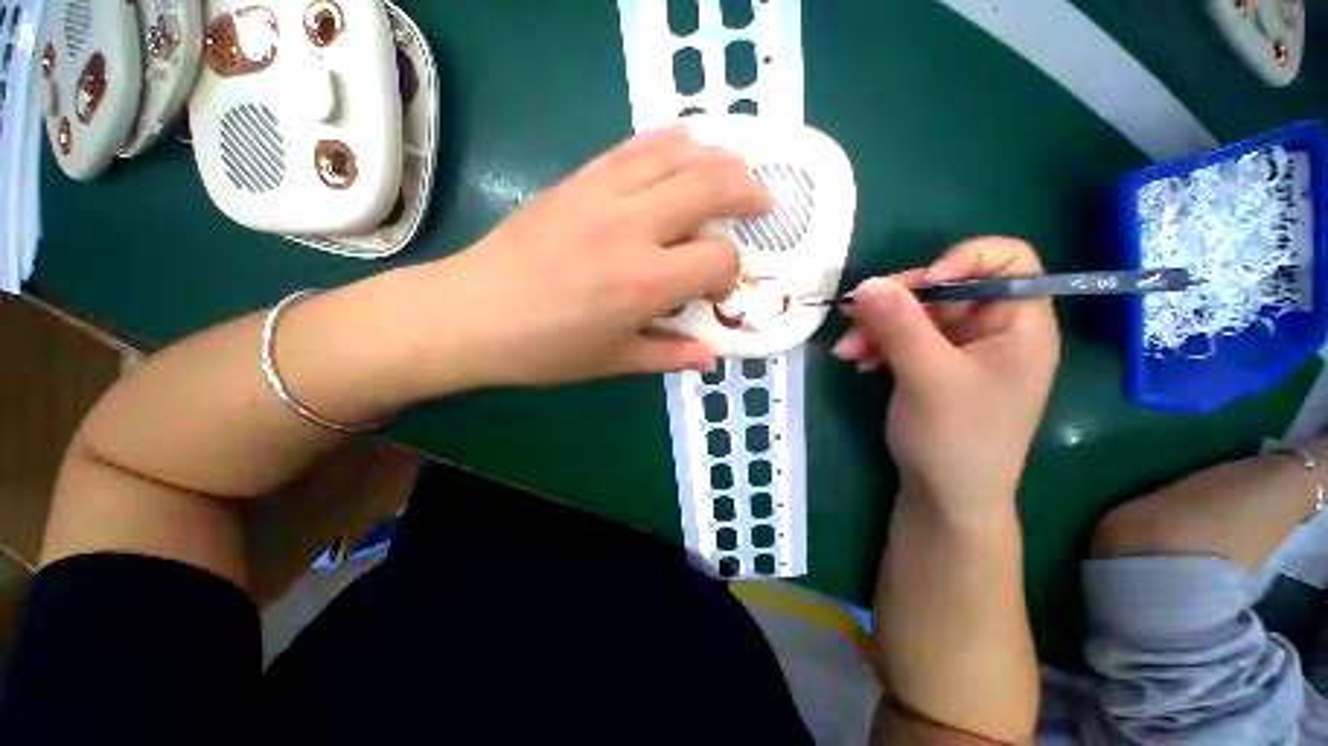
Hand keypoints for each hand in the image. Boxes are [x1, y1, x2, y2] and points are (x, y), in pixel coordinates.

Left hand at [419, 126, 769, 387]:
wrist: (472, 313)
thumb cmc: (546, 349)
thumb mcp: (615, 361)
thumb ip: (669, 355)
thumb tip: (710, 357)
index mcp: (644, 282)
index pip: (717, 259)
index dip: (728, 274)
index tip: (715, 290)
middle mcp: (632, 228)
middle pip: (713, 185)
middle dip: (748, 191)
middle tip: (762, 203)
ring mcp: (603, 195)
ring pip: (679, 154)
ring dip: (718, 158)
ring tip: (735, 171)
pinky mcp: (578, 180)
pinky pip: (635, 147)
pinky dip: (670, 142)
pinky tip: (684, 146)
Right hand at [832, 237, 1059, 514]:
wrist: (944, 495)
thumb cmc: (956, 439)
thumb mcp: (928, 378)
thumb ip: (899, 326)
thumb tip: (866, 283)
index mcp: (1019, 324)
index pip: (1007, 262)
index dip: (962, 260)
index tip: (919, 285)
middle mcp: (992, 328)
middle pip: (945, 287)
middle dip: (895, 302)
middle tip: (854, 317)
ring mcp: (959, 347)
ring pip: (914, 314)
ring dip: (876, 326)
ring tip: (847, 351)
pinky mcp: (931, 363)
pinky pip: (901, 337)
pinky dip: (876, 344)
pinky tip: (856, 360)